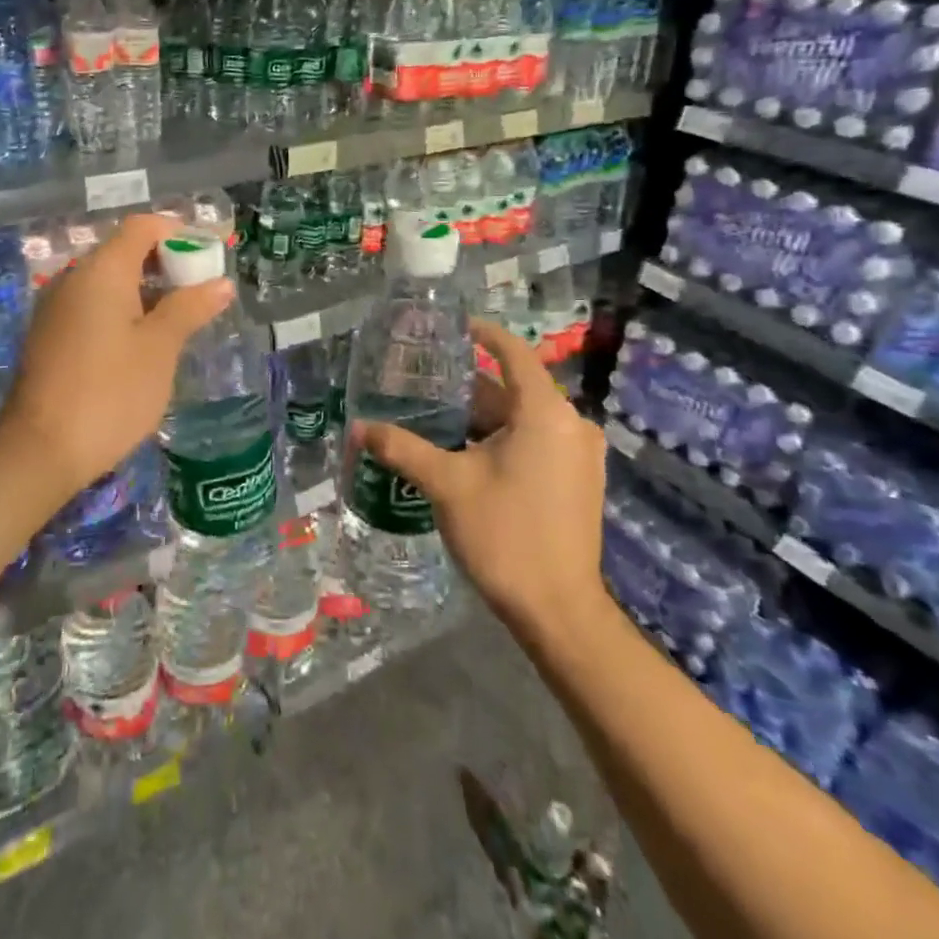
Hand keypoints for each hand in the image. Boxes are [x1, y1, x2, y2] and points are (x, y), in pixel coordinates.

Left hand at [0, 214, 233, 514]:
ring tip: (182, 317)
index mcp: (101, 271)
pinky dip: (124, 310)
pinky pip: (93, 306)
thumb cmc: (110, 393)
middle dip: (166, 263)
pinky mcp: (51, 336)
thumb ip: (189, 308)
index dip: (178, 232)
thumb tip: (221, 283)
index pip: (142, 227)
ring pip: (109, 281)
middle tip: (202, 290)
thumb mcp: (159, 349)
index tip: (210, 255)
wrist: (41, 453)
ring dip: (147, 289)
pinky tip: (146, 341)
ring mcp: (57, 308)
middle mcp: (74, 279)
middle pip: (124, 251)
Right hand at [353, 317, 607, 630]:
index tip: (452, 327)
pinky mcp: (579, 480)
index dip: (484, 334)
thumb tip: (358, 427)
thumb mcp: (446, 485)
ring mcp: (579, 455)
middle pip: (515, 389)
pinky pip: (537, 440)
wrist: (558, 611)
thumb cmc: (504, 535)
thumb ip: (402, 448)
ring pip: (524, 418)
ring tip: (436, 415)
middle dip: (470, 385)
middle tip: (425, 381)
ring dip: (484, 415)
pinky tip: (466, 450)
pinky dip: (503, 437)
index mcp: (546, 413)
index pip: (514, 353)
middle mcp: (571, 425)